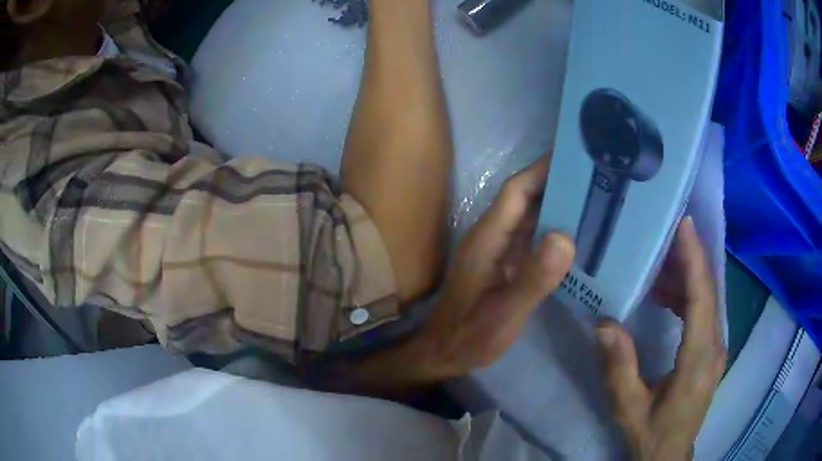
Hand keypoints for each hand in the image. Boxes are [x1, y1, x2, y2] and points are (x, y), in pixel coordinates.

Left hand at [345, 157, 574, 390]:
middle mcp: (492, 236)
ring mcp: (498, 249)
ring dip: (557, 204)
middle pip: (525, 198)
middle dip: (556, 182)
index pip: (516, 191)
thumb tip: (565, 237)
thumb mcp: (504, 313)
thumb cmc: (470, 335)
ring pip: (530, 216)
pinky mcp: (505, 263)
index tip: (573, 155)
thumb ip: (533, 278)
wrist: (445, 352)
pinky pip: (532, 236)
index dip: (541, 169)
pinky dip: (553, 229)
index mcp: (488, 238)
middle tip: (594, 174)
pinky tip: (577, 233)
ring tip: (594, 196)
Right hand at [595, 218, 725, 460]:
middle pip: (709, 291)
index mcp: (698, 359)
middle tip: (665, 232)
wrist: (670, 455)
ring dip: (688, 276)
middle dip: (691, 257)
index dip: (695, 259)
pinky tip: (666, 295)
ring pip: (709, 299)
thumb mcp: (629, 408)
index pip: (702, 299)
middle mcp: (715, 347)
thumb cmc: (651, 433)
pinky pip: (705, 312)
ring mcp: (717, 348)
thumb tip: (604, 324)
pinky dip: (689, 295)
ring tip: (658, 264)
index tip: (684, 225)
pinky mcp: (712, 351)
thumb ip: (619, 369)